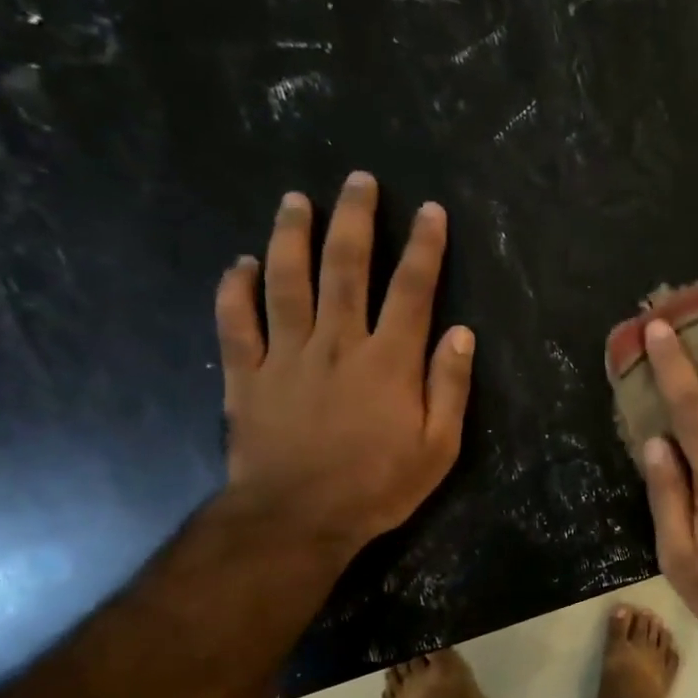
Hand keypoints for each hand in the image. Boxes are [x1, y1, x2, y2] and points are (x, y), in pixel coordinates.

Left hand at [215, 172, 473, 558]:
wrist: (299, 517)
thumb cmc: (379, 485)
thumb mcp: (438, 446)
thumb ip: (450, 386)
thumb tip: (461, 333)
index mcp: (389, 361)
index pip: (412, 290)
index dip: (424, 247)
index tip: (430, 211)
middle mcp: (337, 343)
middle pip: (345, 268)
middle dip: (355, 220)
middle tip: (358, 180)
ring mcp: (286, 356)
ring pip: (287, 282)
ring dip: (292, 236)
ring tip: (296, 199)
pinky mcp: (247, 376)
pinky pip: (236, 323)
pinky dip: (235, 290)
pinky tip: (241, 264)